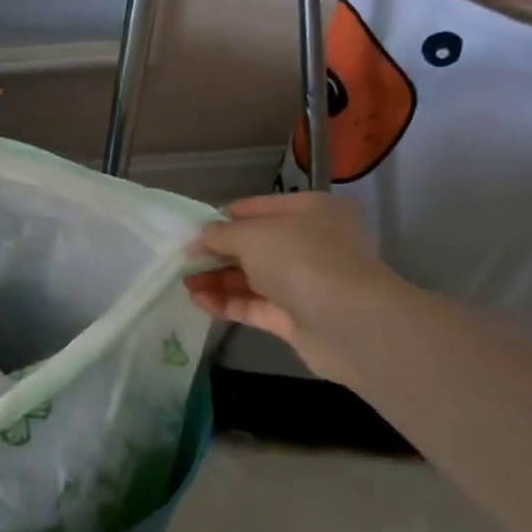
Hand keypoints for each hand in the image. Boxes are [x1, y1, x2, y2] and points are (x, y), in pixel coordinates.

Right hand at [185, 193, 402, 381]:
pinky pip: (255, 305)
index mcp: (311, 211)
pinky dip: (228, 303)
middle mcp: (312, 243)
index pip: (258, 209)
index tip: (191, 233)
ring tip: (184, 284)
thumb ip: (221, 234)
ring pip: (253, 278)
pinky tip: (199, 301)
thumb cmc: (301, 260)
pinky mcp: (297, 317)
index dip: (223, 219)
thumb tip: (199, 238)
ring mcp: (305, 282)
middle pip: (255, 246)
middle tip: (182, 262)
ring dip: (217, 280)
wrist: (348, 323)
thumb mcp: (252, 235)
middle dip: (217, 254)